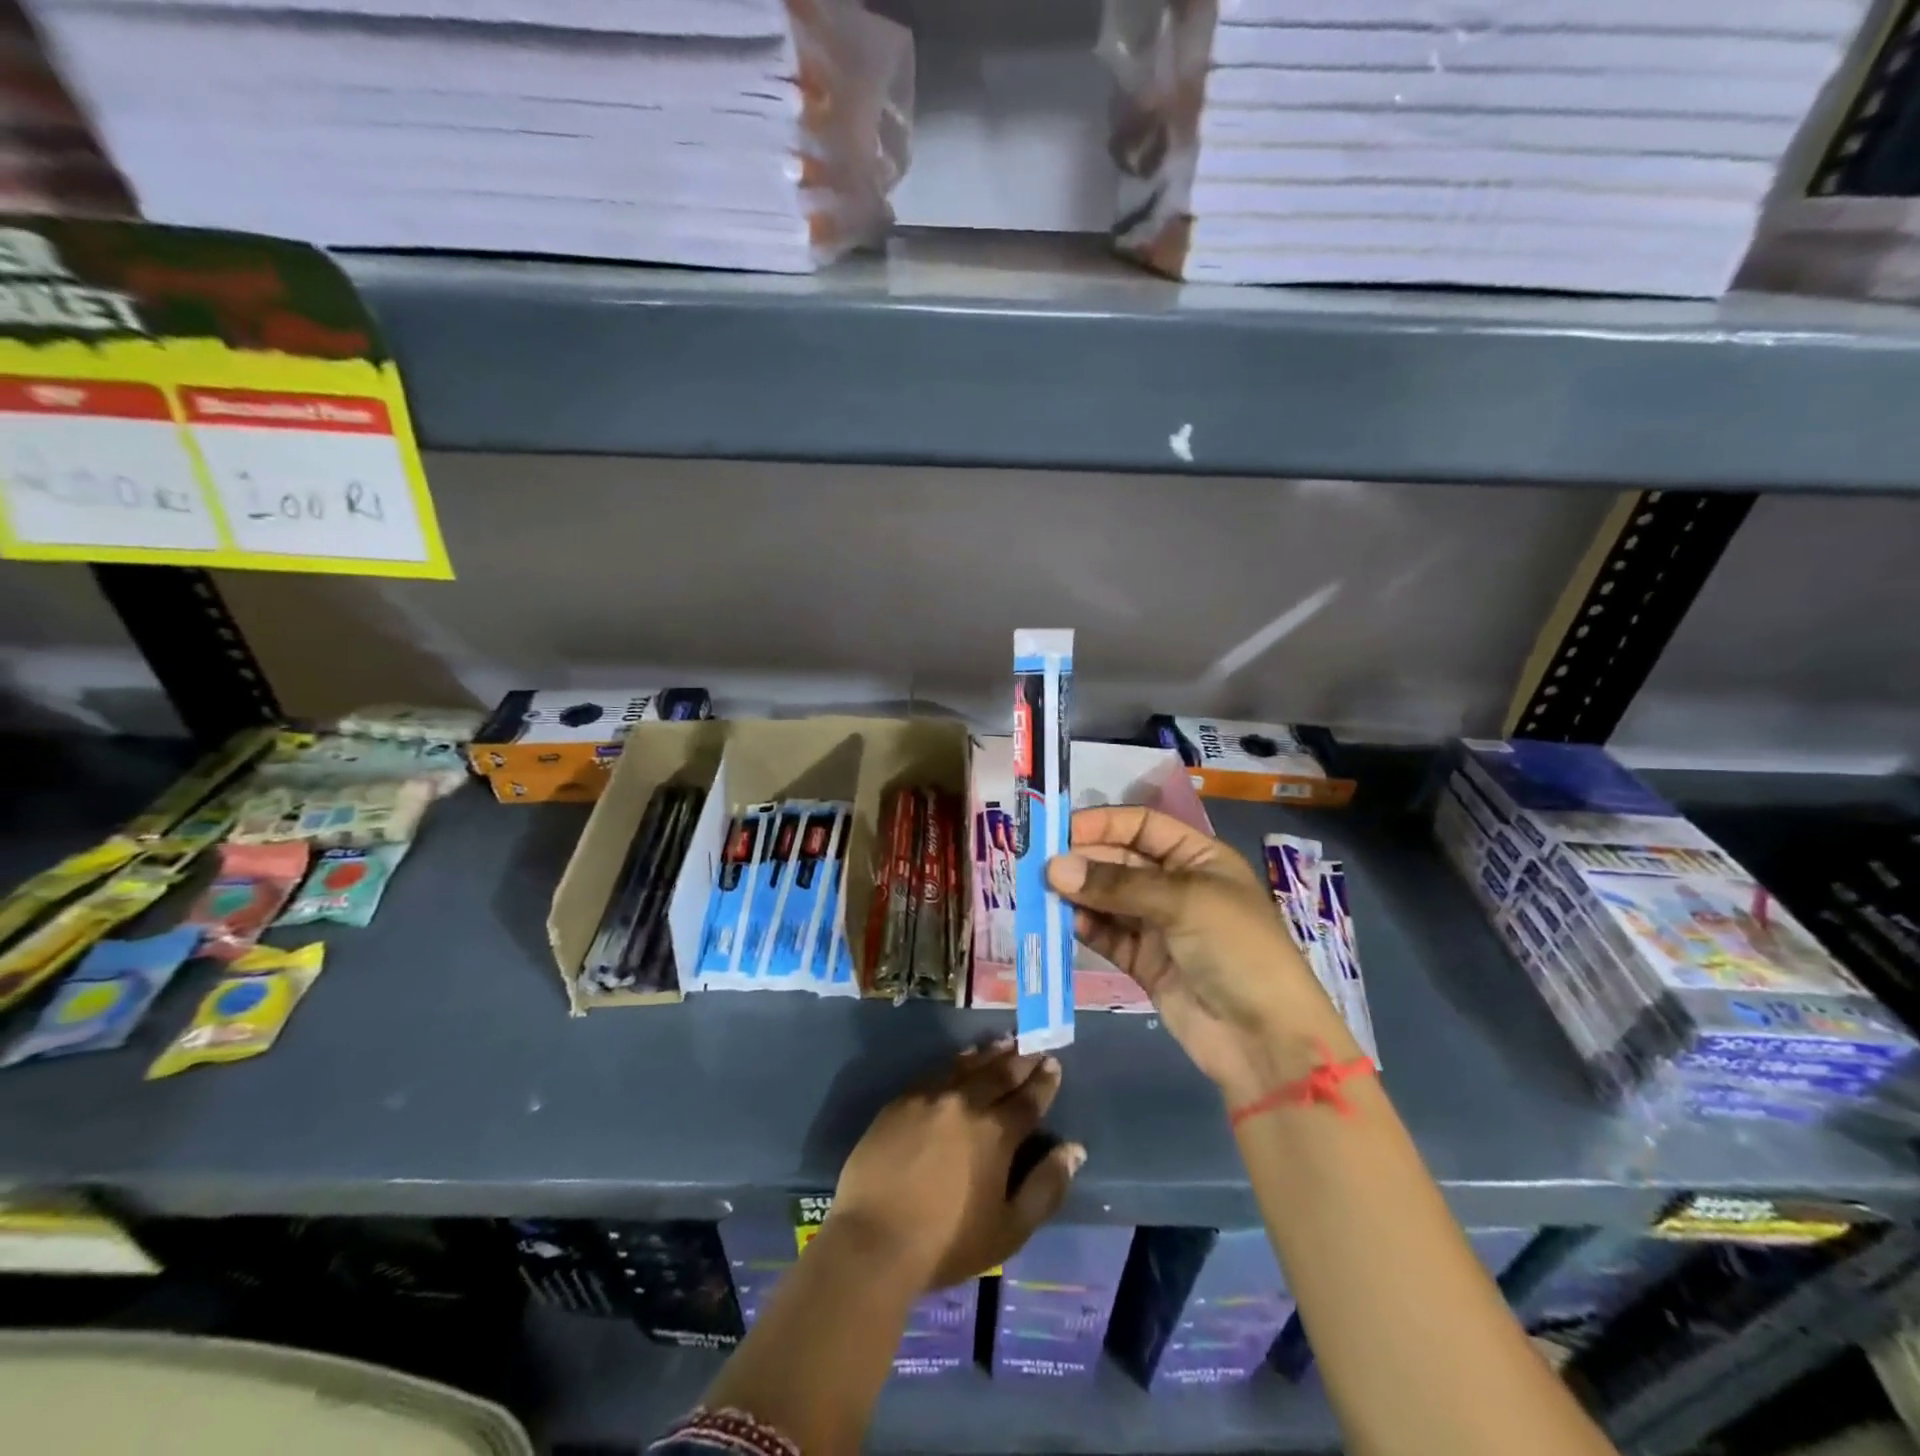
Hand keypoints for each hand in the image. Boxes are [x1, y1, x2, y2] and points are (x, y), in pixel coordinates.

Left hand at [829, 1041, 1084, 1289]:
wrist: (874, 1240)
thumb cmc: (947, 1244)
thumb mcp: (1009, 1229)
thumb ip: (1045, 1187)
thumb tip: (1073, 1149)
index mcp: (996, 1134)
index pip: (1027, 1100)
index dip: (1043, 1081)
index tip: (1053, 1064)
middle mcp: (965, 1104)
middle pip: (999, 1074)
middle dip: (1020, 1060)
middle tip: (1034, 1046)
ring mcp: (930, 1098)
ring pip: (968, 1066)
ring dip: (990, 1054)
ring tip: (1004, 1042)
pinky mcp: (901, 1101)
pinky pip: (936, 1071)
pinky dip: (956, 1061)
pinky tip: (962, 1059)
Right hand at [1046, 805, 1349, 1103]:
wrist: (1265, 1040)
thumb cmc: (1237, 949)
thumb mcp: (1183, 902)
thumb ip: (1116, 884)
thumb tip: (1054, 868)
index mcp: (1199, 858)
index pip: (1142, 826)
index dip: (1103, 823)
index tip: (1059, 830)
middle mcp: (1176, 886)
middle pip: (1120, 861)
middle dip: (1083, 860)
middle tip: (1039, 865)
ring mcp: (1159, 926)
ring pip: (1108, 899)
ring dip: (1078, 894)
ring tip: (1041, 891)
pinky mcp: (1144, 962)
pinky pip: (1107, 936)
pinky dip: (1085, 927)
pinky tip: (1064, 921)